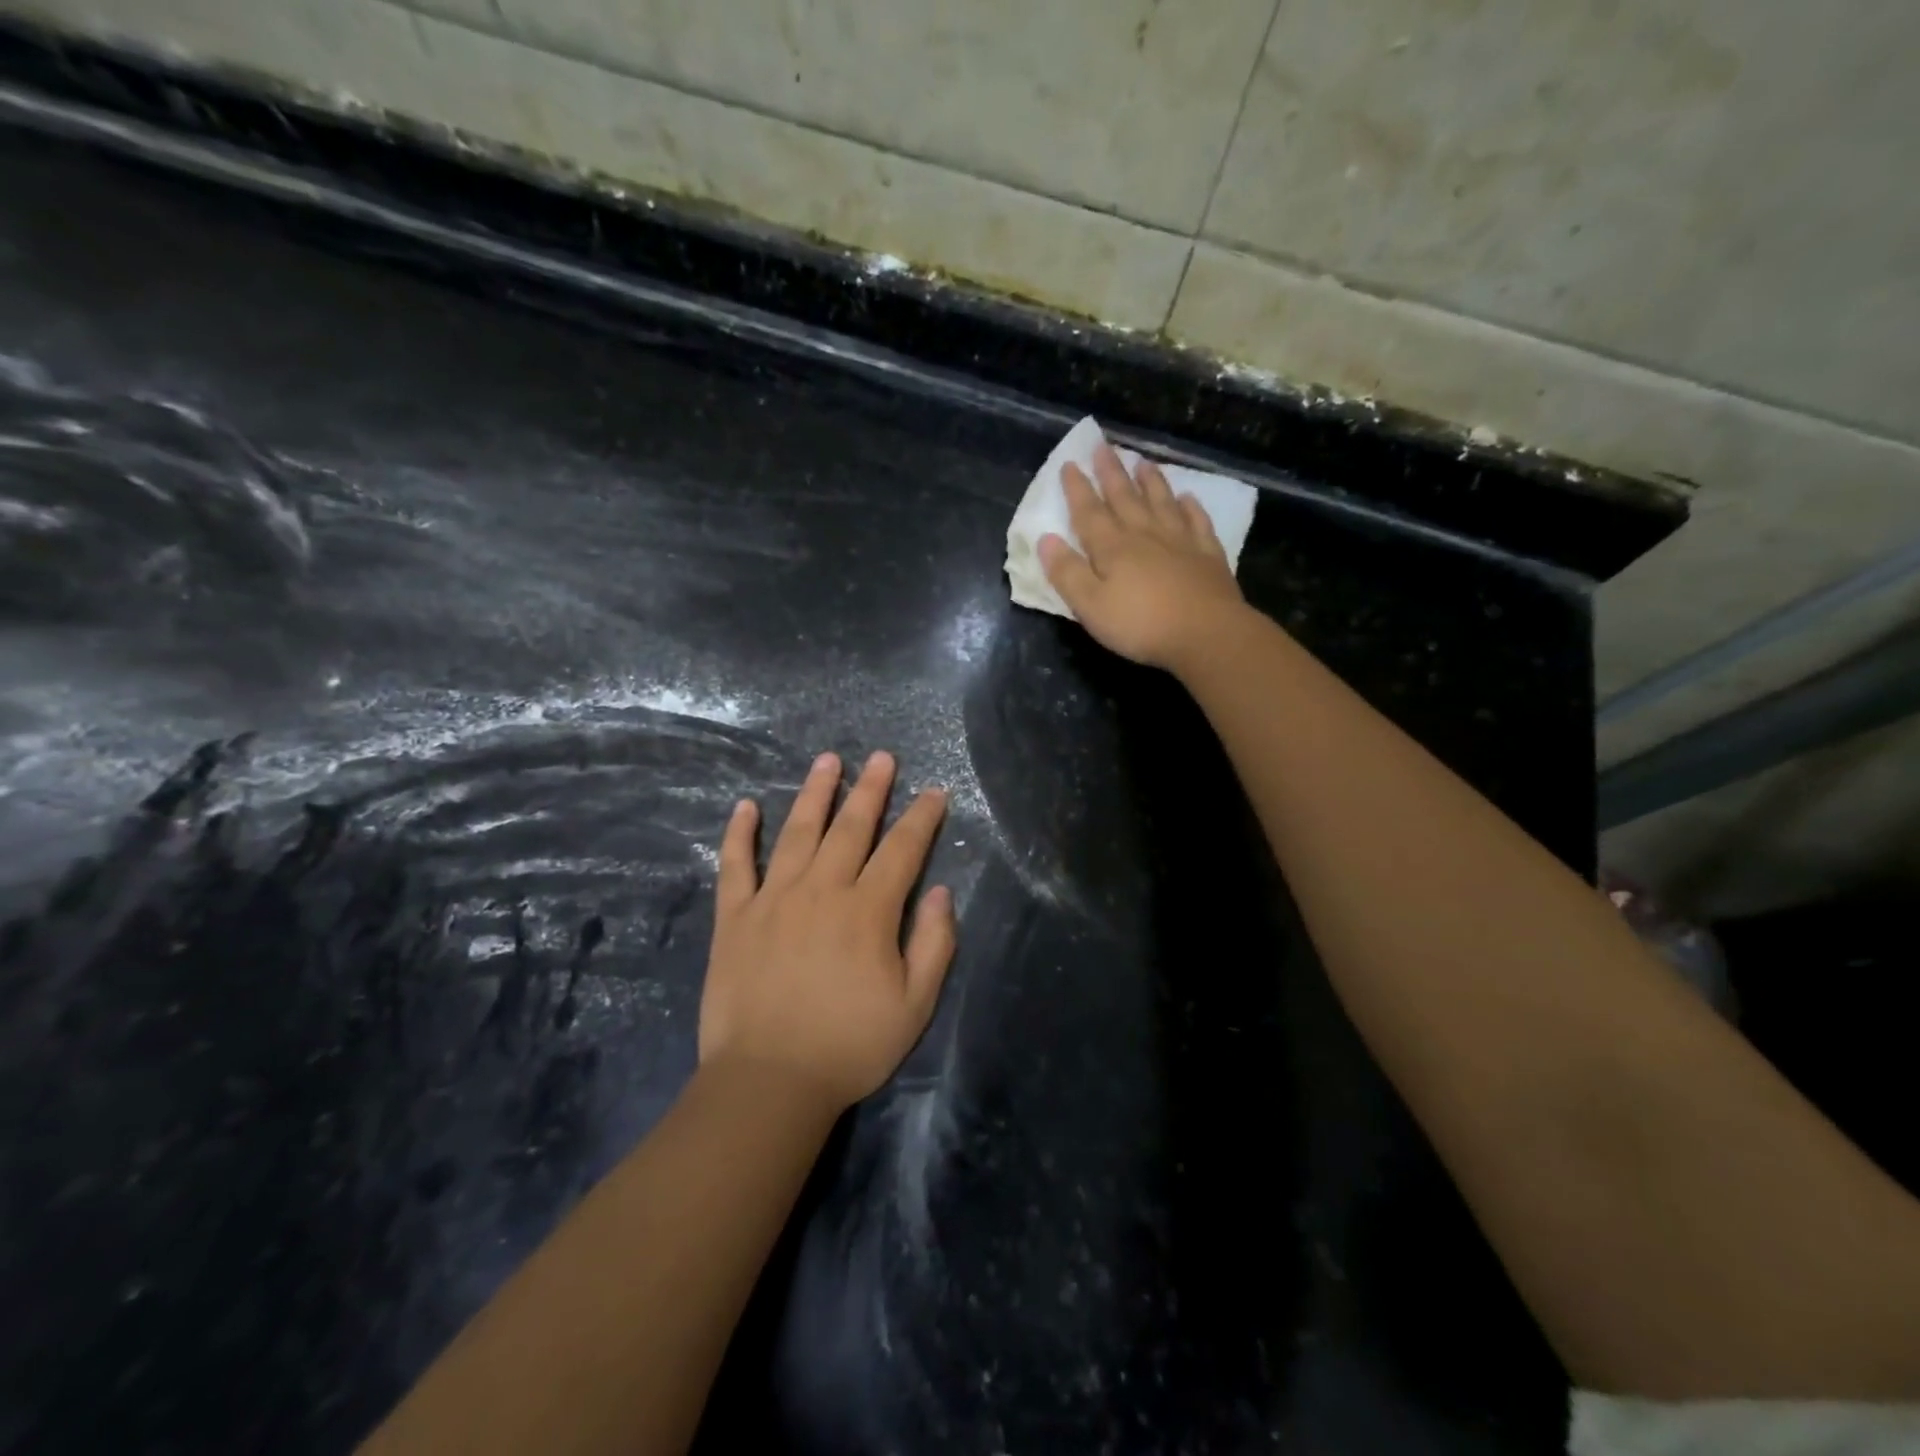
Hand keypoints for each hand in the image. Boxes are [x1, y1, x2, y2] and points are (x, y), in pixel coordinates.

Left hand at [699, 750, 954, 1112]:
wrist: (768, 1082)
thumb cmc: (849, 1046)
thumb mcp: (915, 1005)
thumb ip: (935, 944)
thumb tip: (942, 892)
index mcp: (869, 911)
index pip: (902, 850)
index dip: (921, 818)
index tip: (933, 792)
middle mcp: (822, 890)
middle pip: (851, 827)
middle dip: (871, 789)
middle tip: (882, 757)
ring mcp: (773, 899)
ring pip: (797, 832)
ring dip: (814, 793)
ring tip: (827, 760)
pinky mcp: (734, 918)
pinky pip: (735, 866)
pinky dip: (739, 834)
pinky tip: (745, 806)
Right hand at [1037, 443, 1248, 670]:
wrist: (1206, 633)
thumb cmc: (1141, 624)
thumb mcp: (1090, 606)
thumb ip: (1067, 573)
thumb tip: (1045, 540)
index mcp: (1112, 548)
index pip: (1089, 512)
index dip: (1077, 488)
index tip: (1069, 464)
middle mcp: (1145, 534)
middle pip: (1125, 497)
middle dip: (1111, 472)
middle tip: (1103, 446)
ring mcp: (1180, 541)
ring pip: (1161, 501)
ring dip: (1150, 481)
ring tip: (1142, 462)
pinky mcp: (1208, 554)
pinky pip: (1197, 521)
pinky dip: (1191, 506)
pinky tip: (1187, 497)